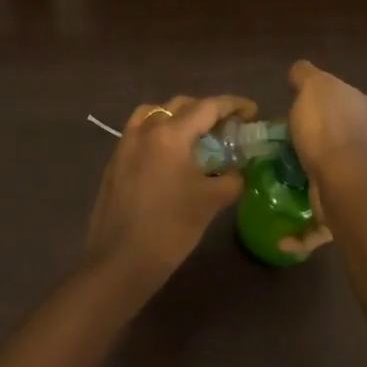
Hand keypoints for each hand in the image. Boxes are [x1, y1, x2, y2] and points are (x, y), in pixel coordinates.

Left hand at [86, 94, 255, 295]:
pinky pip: (140, 131)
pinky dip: (159, 131)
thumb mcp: (210, 202)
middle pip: (180, 105)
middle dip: (206, 110)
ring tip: (196, 135)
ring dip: (178, 117)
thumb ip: (232, 180)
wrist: (120, 261)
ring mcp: (125, 144)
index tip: (252, 111)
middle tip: (227, 126)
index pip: (207, 107)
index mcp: (170, 134)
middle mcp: (145, 130)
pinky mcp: (115, 161)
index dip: (233, 105)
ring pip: (155, 113)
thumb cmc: (170, 228)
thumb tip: (238, 173)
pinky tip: (170, 155)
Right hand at [287, 60, 366, 176]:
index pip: (341, 92)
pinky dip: (334, 174)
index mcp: (366, 100)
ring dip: (334, 151)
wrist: (345, 180)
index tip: (304, 108)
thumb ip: (306, 74)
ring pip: (350, 149)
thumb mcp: (312, 87)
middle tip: (304, 134)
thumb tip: (300, 71)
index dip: (321, 98)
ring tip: (307, 158)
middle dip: (331, 124)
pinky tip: (317, 176)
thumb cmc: (327, 128)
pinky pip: (345, 174)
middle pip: (349, 119)